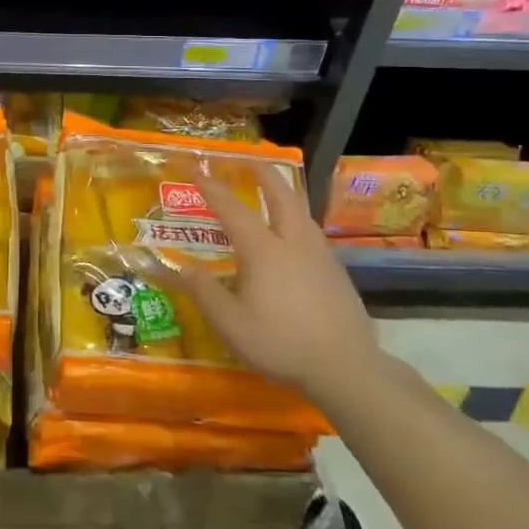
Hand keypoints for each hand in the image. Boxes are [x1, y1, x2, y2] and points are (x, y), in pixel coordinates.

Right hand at [169, 161, 382, 407]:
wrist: (346, 367)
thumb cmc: (280, 343)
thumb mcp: (230, 323)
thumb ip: (204, 292)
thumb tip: (182, 268)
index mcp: (264, 250)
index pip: (232, 208)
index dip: (211, 187)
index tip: (196, 168)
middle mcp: (294, 242)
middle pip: (281, 195)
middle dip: (264, 174)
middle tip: (250, 161)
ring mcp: (321, 256)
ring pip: (302, 213)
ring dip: (285, 195)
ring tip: (274, 194)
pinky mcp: (337, 273)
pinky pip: (312, 234)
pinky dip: (297, 221)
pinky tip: (294, 240)